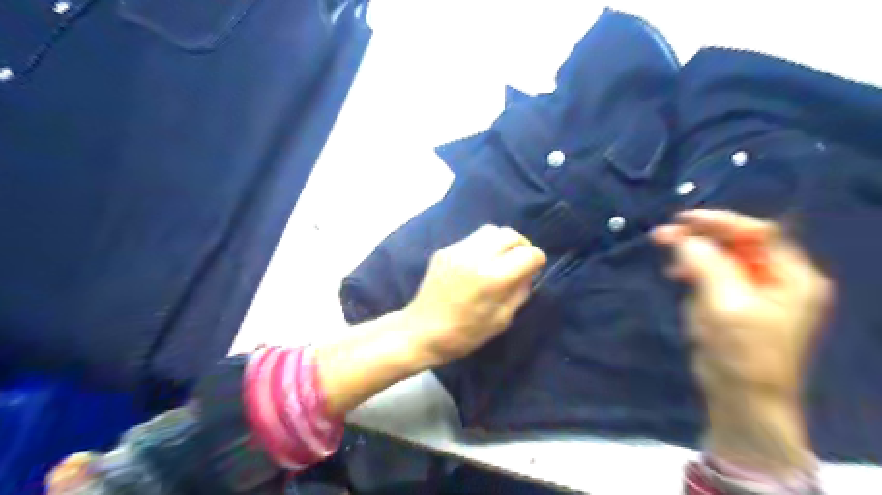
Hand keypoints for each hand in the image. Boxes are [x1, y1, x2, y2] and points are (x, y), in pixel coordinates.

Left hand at [404, 227, 543, 364]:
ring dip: (502, 242)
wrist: (421, 331)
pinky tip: (479, 263)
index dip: (537, 260)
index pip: (528, 254)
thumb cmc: (464, 334)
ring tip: (502, 258)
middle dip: (522, 245)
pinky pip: (472, 239)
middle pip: (510, 234)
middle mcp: (475, 257)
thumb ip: (520, 291)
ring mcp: (457, 251)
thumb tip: (529, 272)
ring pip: (490, 230)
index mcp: (492, 278)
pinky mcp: (445, 251)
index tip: (535, 269)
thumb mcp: (501, 320)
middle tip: (521, 260)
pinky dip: (483, 246)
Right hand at [651, 210, 831, 471]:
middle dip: (700, 238)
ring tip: (665, 255)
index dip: (720, 222)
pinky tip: (676, 275)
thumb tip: (684, 238)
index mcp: (792, 277)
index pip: (758, 233)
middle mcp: (778, 279)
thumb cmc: (741, 352)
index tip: (683, 219)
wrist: (742, 398)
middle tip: (661, 235)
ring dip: (693, 254)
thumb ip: (706, 265)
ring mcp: (756, 292)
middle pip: (737, 244)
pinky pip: (713, 277)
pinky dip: (693, 272)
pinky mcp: (735, 303)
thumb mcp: (724, 305)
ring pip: (721, 259)